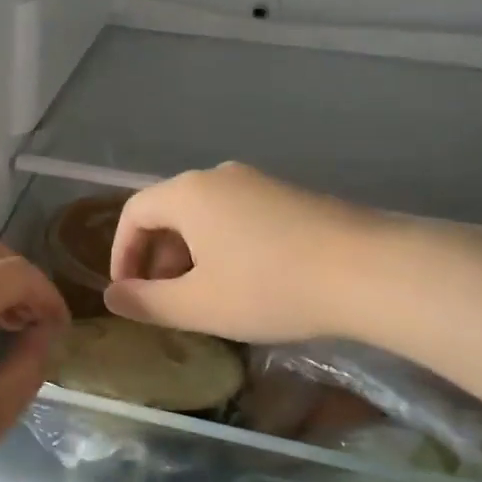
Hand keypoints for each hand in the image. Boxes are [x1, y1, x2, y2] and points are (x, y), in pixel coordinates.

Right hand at [105, 163, 382, 344]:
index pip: (133, 213)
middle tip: (165, 301)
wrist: (369, 271)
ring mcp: (258, 182)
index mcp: (187, 193)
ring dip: (191, 254)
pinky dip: (224, 247)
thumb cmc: (269, 286)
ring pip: (205, 215)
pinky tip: (247, 282)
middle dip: (157, 257)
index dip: (122, 254)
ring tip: (204, 296)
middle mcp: (218, 176)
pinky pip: (238, 216)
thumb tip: (112, 297)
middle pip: (169, 211)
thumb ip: (147, 302)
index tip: (128, 293)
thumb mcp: (199, 304)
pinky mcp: (290, 196)